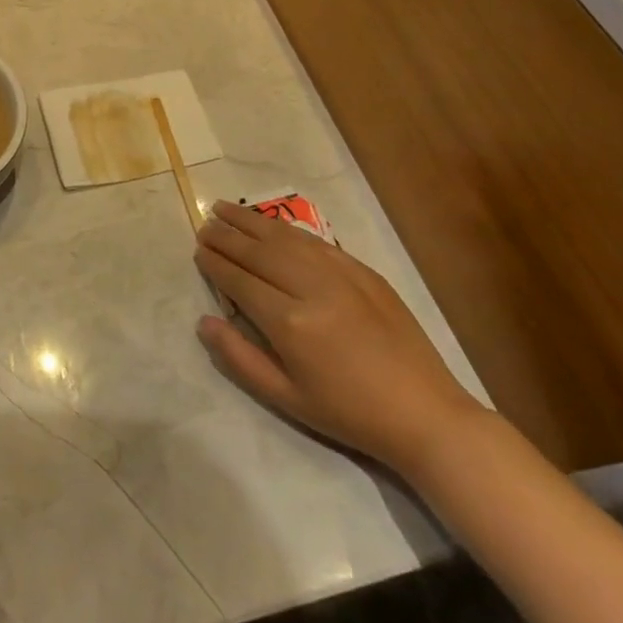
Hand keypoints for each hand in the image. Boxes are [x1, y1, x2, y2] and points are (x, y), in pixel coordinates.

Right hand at [193, 201, 480, 476]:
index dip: (215, 263)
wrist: (425, 414)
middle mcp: (312, 289)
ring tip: (225, 208)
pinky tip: (272, 224)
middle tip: (204, 225)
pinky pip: (316, 242)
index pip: (239, 281)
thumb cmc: (349, 414)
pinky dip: (287, 229)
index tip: (197, 250)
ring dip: (251, 221)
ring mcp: (341, 275)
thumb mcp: (287, 398)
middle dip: (227, 236)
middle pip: (258, 251)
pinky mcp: (364, 271)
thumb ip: (240, 358)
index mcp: (290, 324)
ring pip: (285, 237)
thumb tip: (204, 322)